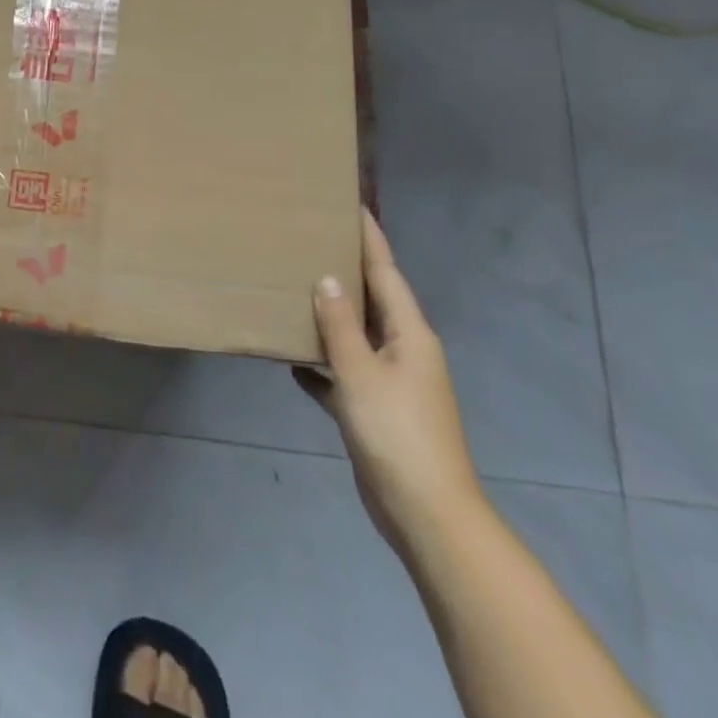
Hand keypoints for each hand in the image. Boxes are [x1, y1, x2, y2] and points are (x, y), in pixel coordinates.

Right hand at [293, 210, 483, 560]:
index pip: (386, 272)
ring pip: (356, 337)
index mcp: (410, 334)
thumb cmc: (396, 433)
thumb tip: (326, 278)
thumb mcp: (361, 373)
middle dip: (345, 271)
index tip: (350, 204)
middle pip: (372, 300)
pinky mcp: (376, 411)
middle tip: (311, 239)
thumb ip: (340, 324)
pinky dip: (322, 366)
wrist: (425, 514)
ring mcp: (392, 383)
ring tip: (295, 288)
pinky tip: (292, 360)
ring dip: (330, 317)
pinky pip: (344, 375)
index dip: (369, 238)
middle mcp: (405, 351)